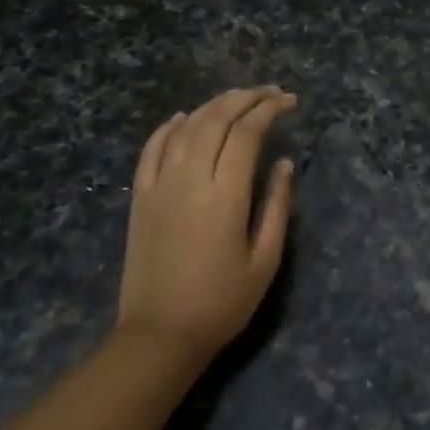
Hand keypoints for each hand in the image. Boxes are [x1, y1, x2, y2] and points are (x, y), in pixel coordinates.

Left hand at [116, 86, 296, 363]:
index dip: (270, 110)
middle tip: (270, 93)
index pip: (247, 133)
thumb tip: (283, 163)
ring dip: (212, 105)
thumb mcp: (265, 259)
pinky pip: (151, 149)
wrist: (159, 336)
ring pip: (185, 128)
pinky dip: (169, 127)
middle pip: (215, 120)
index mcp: (224, 196)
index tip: (290, 102)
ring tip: (237, 98)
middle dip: (245, 98)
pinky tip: (184, 117)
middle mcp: (189, 180)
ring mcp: (158, 186)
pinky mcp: (140, 198)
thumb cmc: (222, 303)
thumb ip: (276, 205)